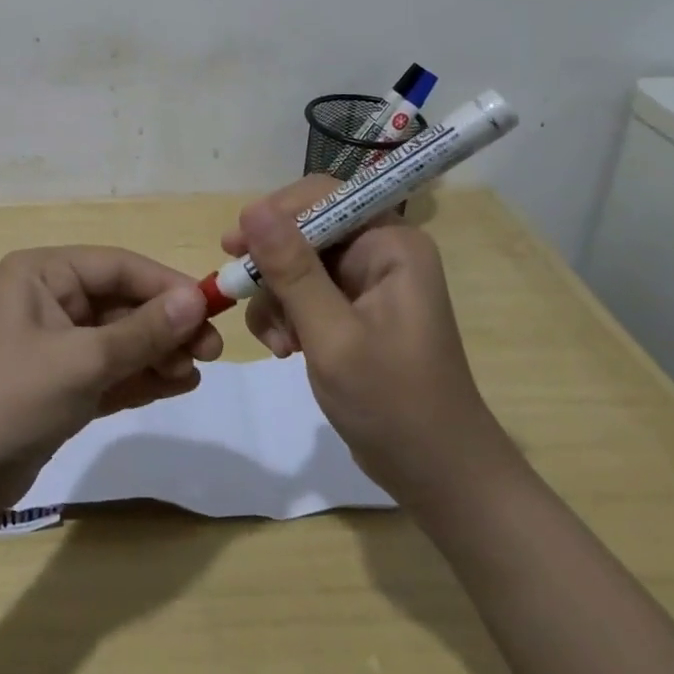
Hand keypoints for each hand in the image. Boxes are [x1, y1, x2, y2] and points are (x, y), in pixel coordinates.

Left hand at [0, 247, 221, 508]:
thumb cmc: (10, 397)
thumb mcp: (82, 361)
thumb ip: (142, 332)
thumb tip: (196, 299)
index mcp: (42, 273)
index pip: (117, 266)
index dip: (166, 285)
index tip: (210, 307)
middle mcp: (48, 299)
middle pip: (121, 302)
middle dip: (165, 325)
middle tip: (211, 350)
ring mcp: (53, 344)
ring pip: (119, 338)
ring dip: (158, 352)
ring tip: (196, 372)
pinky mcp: (59, 384)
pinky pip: (109, 369)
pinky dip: (140, 376)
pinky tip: (176, 385)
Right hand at [222, 178, 497, 501]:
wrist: (438, 476)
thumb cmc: (394, 404)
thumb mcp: (333, 336)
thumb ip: (292, 270)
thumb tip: (252, 208)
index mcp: (391, 244)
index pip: (322, 197)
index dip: (274, 214)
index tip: (234, 246)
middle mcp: (380, 251)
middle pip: (305, 230)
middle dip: (272, 266)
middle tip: (238, 290)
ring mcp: (366, 282)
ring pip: (297, 263)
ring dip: (276, 298)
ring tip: (279, 344)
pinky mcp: (353, 310)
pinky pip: (304, 292)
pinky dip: (287, 316)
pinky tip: (286, 350)